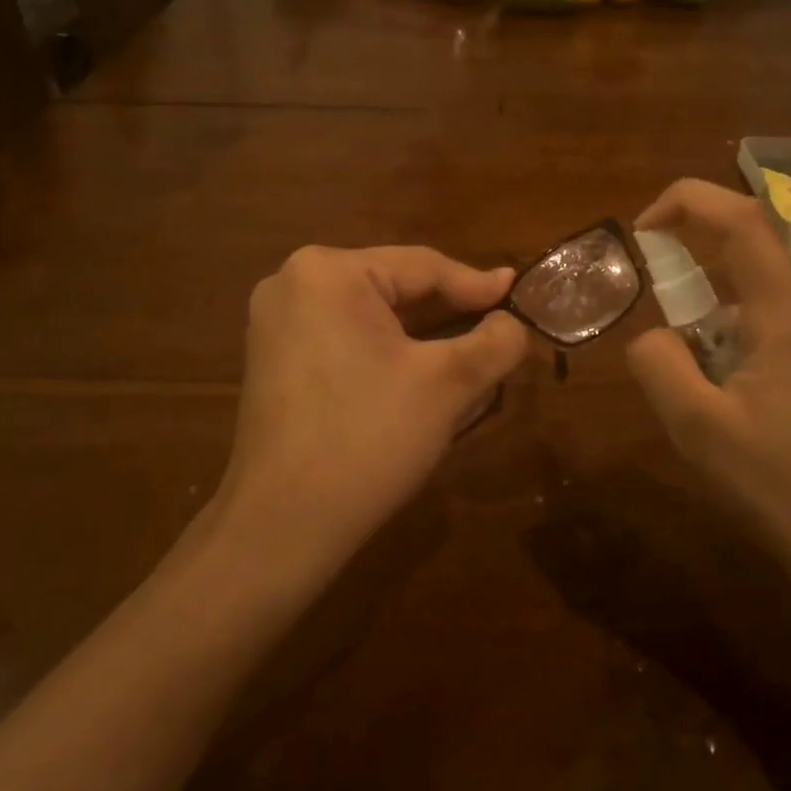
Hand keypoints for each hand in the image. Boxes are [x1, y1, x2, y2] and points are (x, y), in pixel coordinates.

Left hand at [212, 245, 527, 584]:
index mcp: (329, 272)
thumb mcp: (447, 385)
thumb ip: (494, 342)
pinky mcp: (272, 358)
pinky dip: (384, 350)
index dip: (476, 284)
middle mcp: (293, 282)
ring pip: (370, 314)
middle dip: (447, 312)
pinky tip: (416, 372)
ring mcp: (275, 322)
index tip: (517, 293)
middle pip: (393, 287)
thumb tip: (512, 323)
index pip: (421, 265)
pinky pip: (344, 337)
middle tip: (497, 325)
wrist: (282, 524)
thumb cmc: (368, 438)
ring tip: (467, 348)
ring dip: (419, 333)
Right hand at [627, 180, 790, 600]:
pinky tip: (742, 424)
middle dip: (691, 307)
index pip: (743, 222)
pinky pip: (772, 342)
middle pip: (741, 274)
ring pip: (753, 317)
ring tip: (712, 418)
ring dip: (714, 347)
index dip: (688, 202)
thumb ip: (658, 364)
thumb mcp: (697, 429)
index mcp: (789, 319)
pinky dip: (738, 362)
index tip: (643, 227)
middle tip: (674, 371)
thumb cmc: (780, 488)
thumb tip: (653, 334)